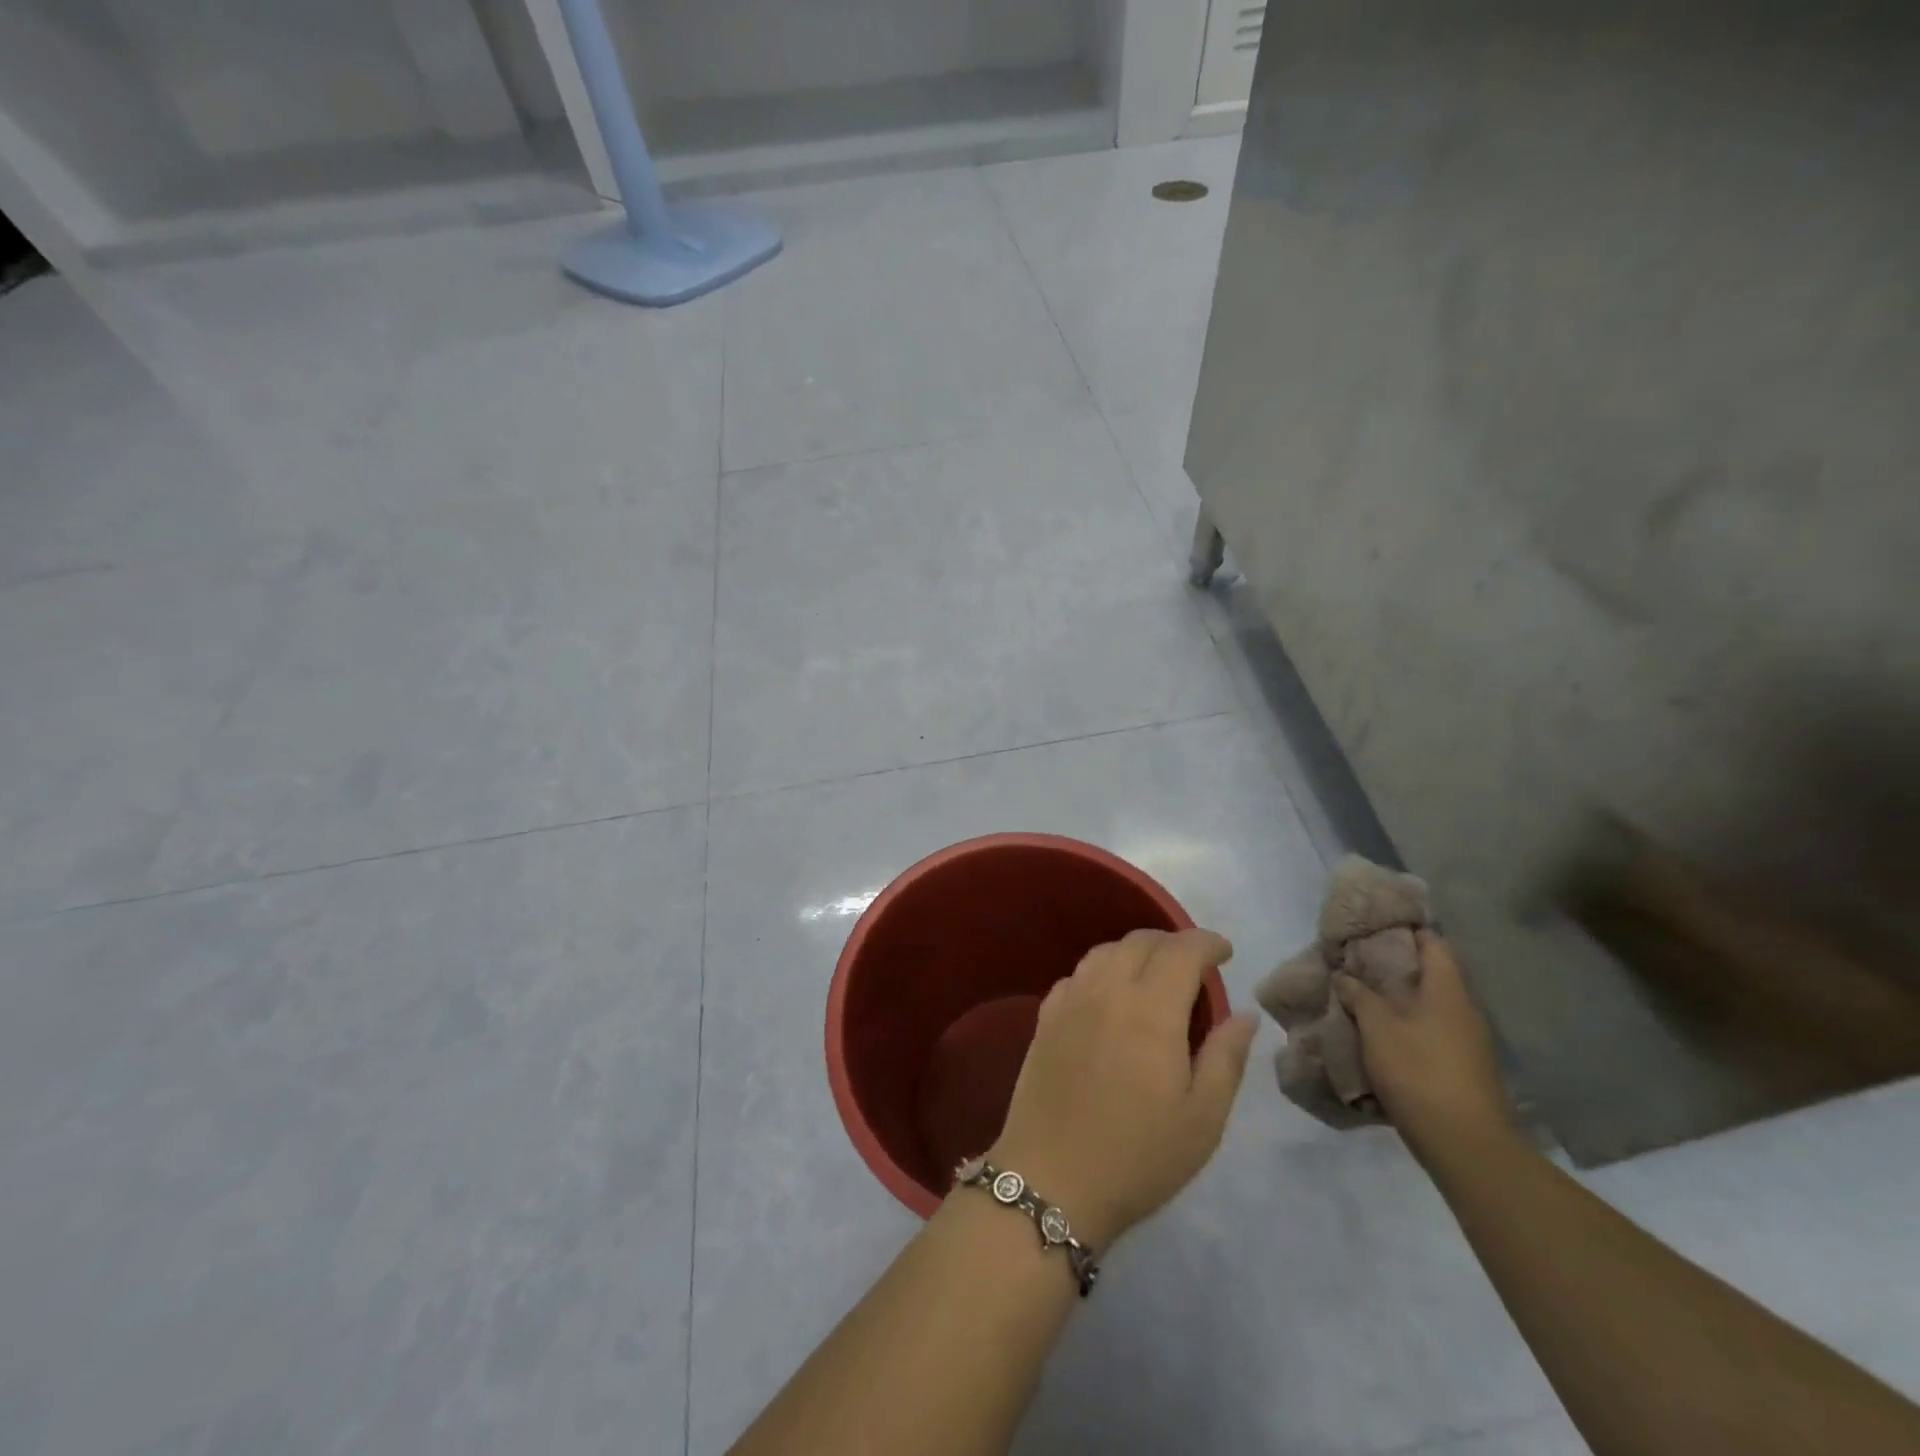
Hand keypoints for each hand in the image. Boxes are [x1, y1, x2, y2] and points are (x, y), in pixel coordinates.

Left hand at [988, 928, 1257, 1249]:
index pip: (1181, 950)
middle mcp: (1107, 990)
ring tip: (1154, 977)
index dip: (1207, 943)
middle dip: (1173, 943)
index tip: (1225, 953)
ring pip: (1105, 951)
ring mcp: (1070, 1001)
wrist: (1053, 1179)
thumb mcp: (1203, 1119)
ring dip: (1135, 952)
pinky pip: (1077, 975)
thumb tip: (1245, 1014)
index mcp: (1151, 1009)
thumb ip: (1227, 1057)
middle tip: (1194, 967)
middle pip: (1141, 941)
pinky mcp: (1045, 1018)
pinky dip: (1101, 971)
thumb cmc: (1139, 1156)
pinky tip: (1109, 997)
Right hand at [1334, 930, 1512, 1168]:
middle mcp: (1464, 1009)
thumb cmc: (1419, 1072)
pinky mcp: (1464, 1067)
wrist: (1465, 1144)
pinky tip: (1382, 1033)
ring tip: (1362, 996)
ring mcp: (1469, 1041)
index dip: (1406, 930)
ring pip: (1431, 1004)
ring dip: (1400, 998)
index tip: (1374, 926)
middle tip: (1358, 962)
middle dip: (1396, 966)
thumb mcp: (1377, 1028)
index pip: (1433, 944)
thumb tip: (1344, 975)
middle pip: (1432, 974)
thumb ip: (1359, 995)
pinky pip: (1433, 1030)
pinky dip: (1408, 1024)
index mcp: (1448, 990)